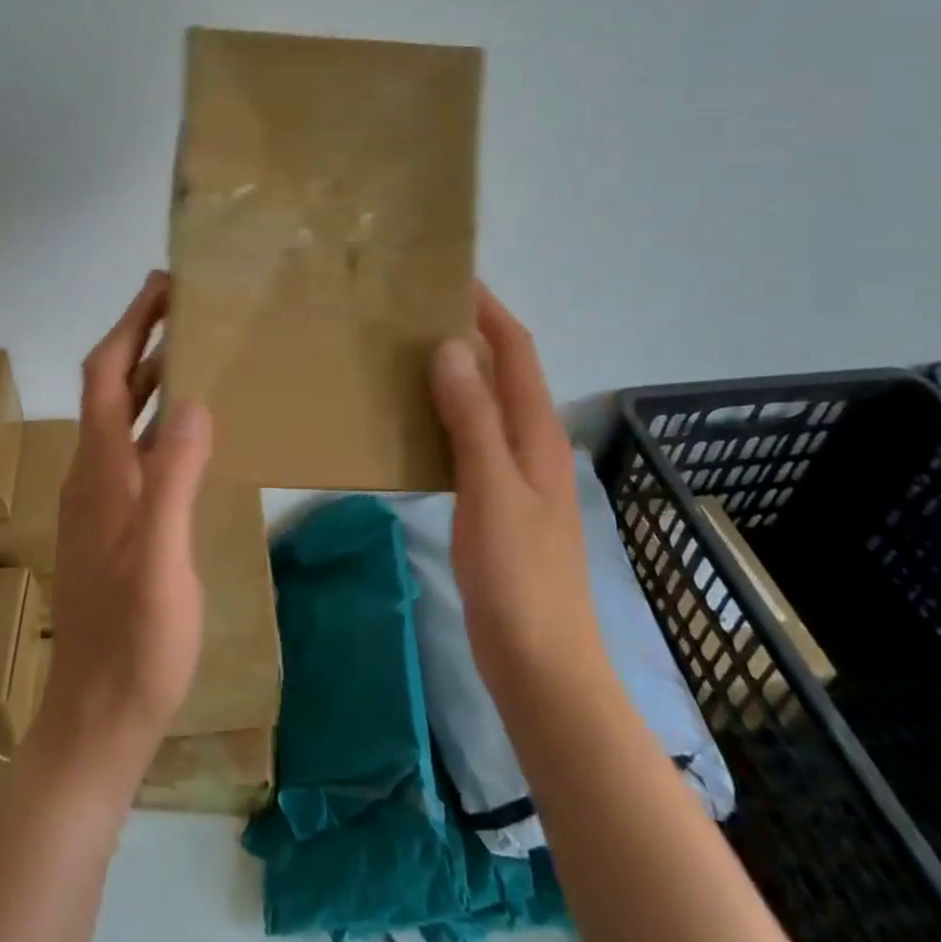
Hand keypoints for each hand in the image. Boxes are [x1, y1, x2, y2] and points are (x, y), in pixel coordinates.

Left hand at [37, 271, 212, 781]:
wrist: (98, 719)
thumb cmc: (135, 642)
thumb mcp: (163, 560)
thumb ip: (175, 479)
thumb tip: (194, 400)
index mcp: (102, 472)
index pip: (107, 376)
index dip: (129, 327)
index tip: (160, 286)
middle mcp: (94, 474)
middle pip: (110, 387)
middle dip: (140, 338)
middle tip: (183, 302)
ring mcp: (102, 501)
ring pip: (122, 418)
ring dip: (150, 375)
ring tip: (192, 347)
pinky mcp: (116, 523)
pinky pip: (135, 448)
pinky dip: (158, 417)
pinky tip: (188, 426)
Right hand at [431, 282, 604, 702]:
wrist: (541, 663)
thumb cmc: (519, 574)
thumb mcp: (492, 490)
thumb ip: (473, 418)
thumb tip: (449, 348)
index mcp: (537, 432)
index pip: (517, 351)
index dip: (489, 310)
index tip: (449, 278)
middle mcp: (531, 443)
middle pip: (501, 372)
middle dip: (465, 335)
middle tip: (409, 313)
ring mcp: (515, 473)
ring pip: (482, 405)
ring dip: (451, 375)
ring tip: (400, 355)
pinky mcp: (496, 500)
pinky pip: (468, 439)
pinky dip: (443, 416)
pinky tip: (409, 421)